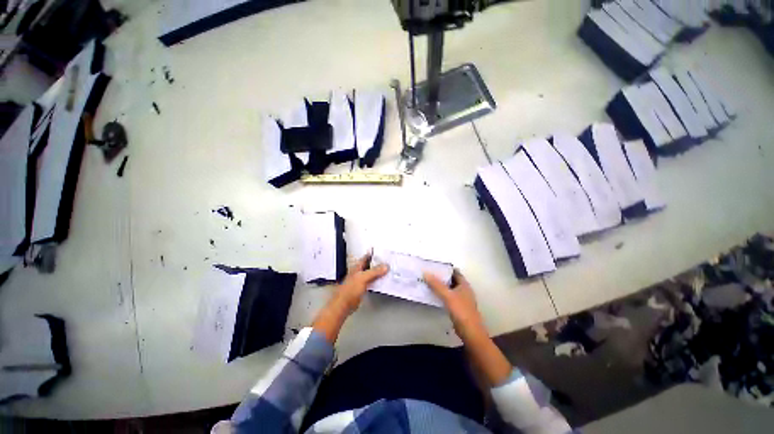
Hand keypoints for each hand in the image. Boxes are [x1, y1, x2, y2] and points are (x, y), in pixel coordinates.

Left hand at [312, 252, 387, 342]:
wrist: (344, 304)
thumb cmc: (349, 290)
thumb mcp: (363, 278)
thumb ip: (374, 271)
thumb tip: (385, 266)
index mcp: (357, 267)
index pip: (366, 257)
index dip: (373, 254)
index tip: (382, 252)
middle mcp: (359, 272)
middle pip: (370, 265)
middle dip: (378, 263)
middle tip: (387, 261)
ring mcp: (360, 280)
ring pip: (371, 273)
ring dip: (378, 272)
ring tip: (387, 269)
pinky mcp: (362, 288)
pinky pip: (372, 281)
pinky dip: (377, 280)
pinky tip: (382, 280)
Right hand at [425, 270, 511, 386]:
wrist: (470, 333)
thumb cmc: (461, 311)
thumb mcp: (447, 296)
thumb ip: (436, 284)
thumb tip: (425, 273)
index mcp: (464, 285)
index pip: (455, 272)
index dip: (446, 268)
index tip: (434, 266)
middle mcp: (464, 290)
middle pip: (452, 280)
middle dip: (442, 277)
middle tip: (429, 273)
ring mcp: (462, 299)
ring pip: (450, 289)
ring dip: (441, 286)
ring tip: (429, 282)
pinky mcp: (459, 308)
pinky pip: (449, 297)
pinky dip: (442, 295)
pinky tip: (434, 295)